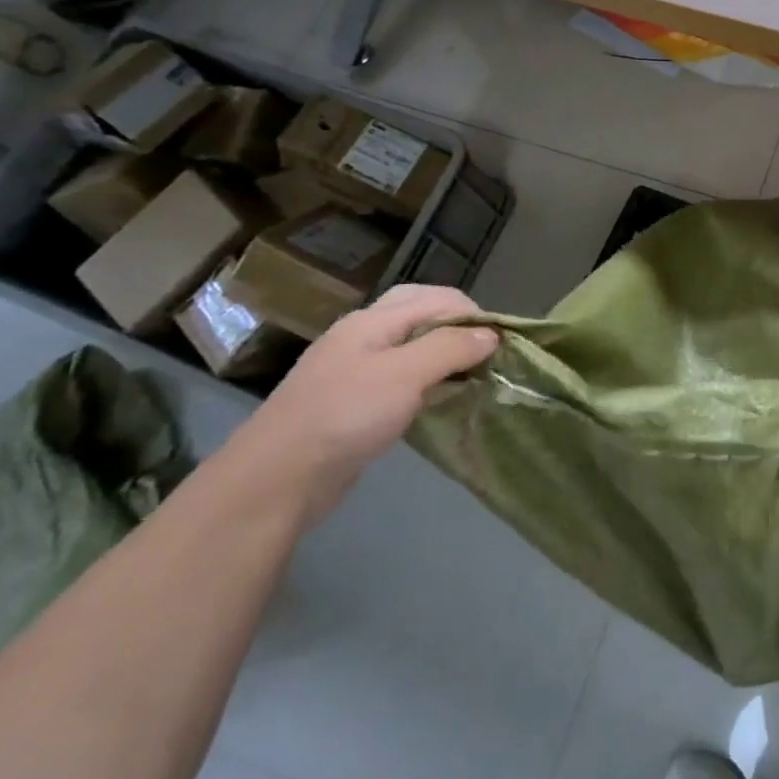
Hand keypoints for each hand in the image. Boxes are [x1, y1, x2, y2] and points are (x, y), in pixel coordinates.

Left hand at [224, 284, 498, 523]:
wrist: (275, 480)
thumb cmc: (345, 415)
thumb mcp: (405, 374)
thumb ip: (451, 348)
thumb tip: (491, 335)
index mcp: (373, 320)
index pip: (438, 298)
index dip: (475, 315)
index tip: (503, 345)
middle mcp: (363, 336)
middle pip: (421, 312)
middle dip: (459, 327)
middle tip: (488, 353)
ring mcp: (354, 369)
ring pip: (412, 346)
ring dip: (444, 354)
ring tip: (472, 376)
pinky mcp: (352, 403)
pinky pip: (400, 377)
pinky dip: (427, 380)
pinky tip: (438, 399)